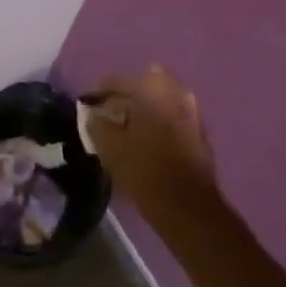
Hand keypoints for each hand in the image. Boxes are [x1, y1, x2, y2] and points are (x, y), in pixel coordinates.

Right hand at [85, 64, 218, 229]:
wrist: (188, 206)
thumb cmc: (145, 171)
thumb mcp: (110, 148)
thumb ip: (97, 124)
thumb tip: (93, 115)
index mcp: (153, 89)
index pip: (119, 80)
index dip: (99, 91)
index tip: (87, 103)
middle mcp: (175, 92)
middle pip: (143, 83)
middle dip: (125, 94)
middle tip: (108, 111)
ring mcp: (191, 111)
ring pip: (160, 99)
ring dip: (143, 107)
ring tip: (126, 125)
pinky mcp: (199, 131)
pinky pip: (172, 115)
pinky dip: (158, 119)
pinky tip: (145, 136)